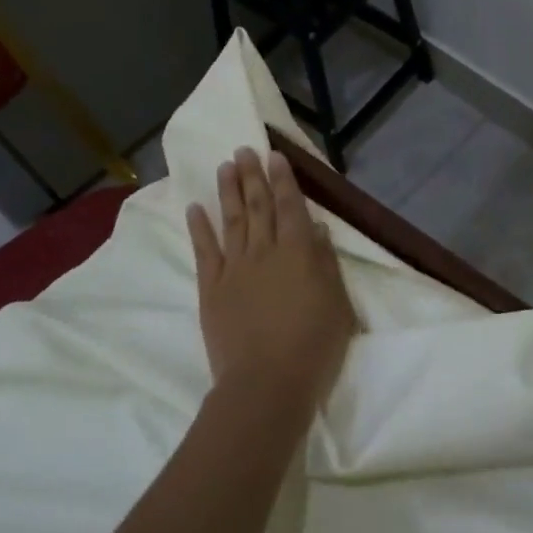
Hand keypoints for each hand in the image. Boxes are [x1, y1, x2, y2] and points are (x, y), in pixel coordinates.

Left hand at [187, 147, 355, 427]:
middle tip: (244, 149)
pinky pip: (204, 250)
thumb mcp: (337, 305)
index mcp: (299, 252)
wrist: (266, 383)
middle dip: (252, 175)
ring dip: (227, 190)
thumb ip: (325, 263)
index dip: (283, 179)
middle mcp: (264, 251)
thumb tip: (316, 229)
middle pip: (257, 205)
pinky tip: (196, 208)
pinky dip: (199, 227)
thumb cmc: (313, 347)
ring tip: (224, 166)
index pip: (291, 206)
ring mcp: (234, 268)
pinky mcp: (211, 288)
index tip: (274, 156)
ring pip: (230, 219)